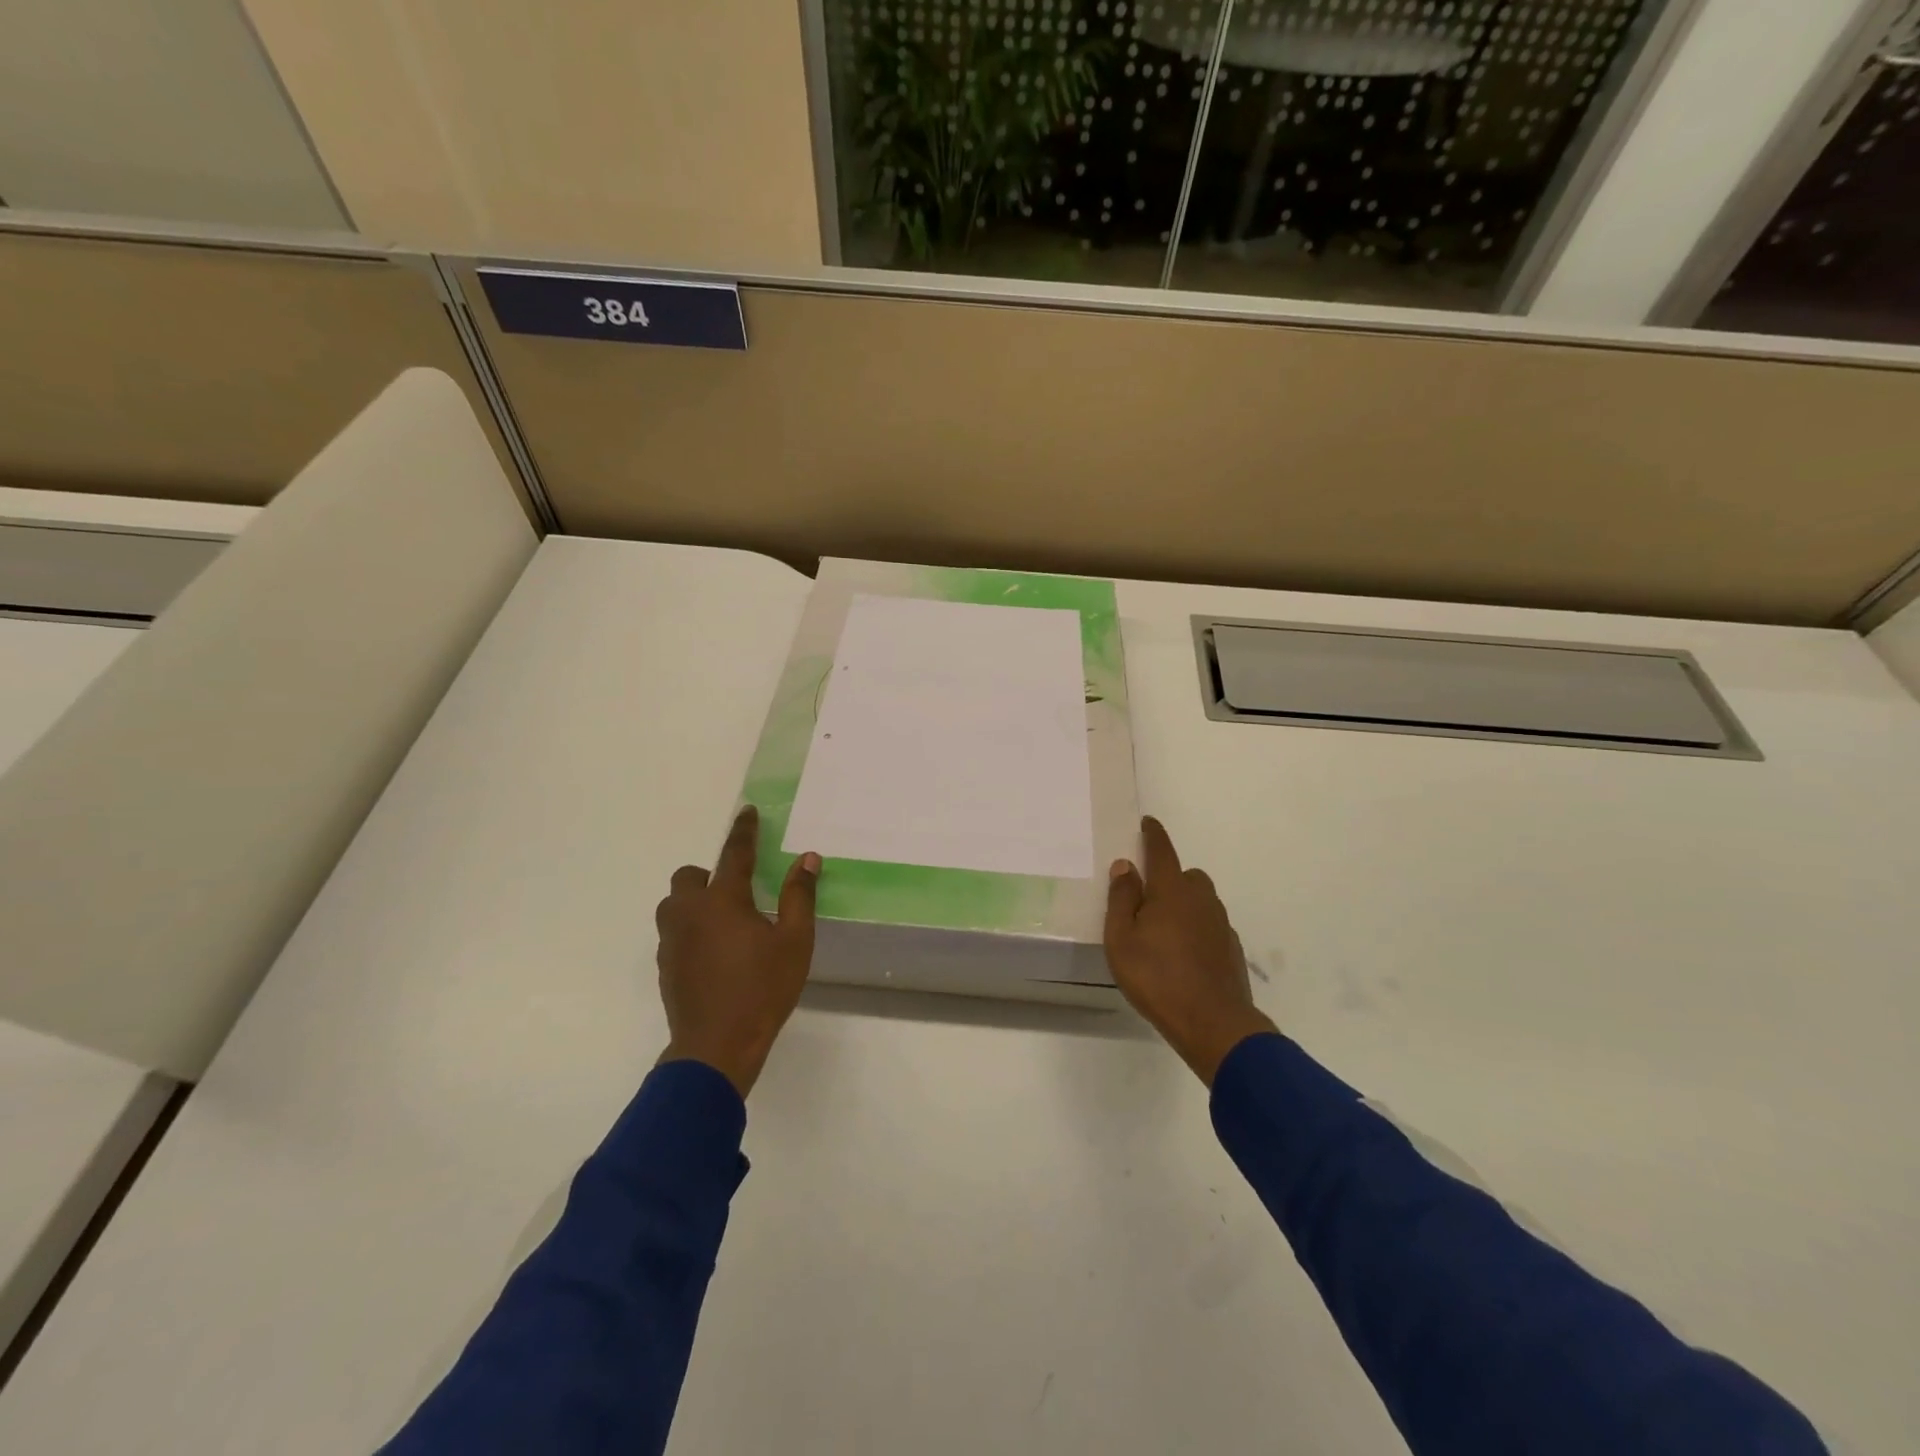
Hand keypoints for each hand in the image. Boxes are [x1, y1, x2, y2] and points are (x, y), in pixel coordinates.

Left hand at [655, 806, 820, 1097]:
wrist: (716, 1046)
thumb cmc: (763, 989)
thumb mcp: (795, 942)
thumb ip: (800, 896)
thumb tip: (808, 859)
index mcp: (723, 900)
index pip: (734, 854)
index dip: (743, 831)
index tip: (746, 811)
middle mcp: (690, 912)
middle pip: (689, 876)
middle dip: (708, 874)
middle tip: (736, 893)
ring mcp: (672, 940)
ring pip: (674, 904)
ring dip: (694, 901)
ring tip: (722, 922)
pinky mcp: (665, 965)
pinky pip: (673, 932)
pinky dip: (689, 929)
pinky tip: (713, 952)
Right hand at [1105, 816, 1276, 1085]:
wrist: (1213, 1023)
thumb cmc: (1156, 977)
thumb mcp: (1121, 939)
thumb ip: (1122, 899)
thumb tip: (1126, 866)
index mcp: (1171, 891)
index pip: (1162, 851)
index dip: (1153, 835)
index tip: (1148, 822)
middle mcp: (1201, 899)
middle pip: (1186, 875)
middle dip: (1169, 877)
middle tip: (1147, 899)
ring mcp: (1220, 924)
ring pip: (1200, 901)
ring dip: (1183, 904)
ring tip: (1163, 930)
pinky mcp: (1231, 948)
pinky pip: (1210, 925)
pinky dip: (1196, 928)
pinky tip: (1183, 953)